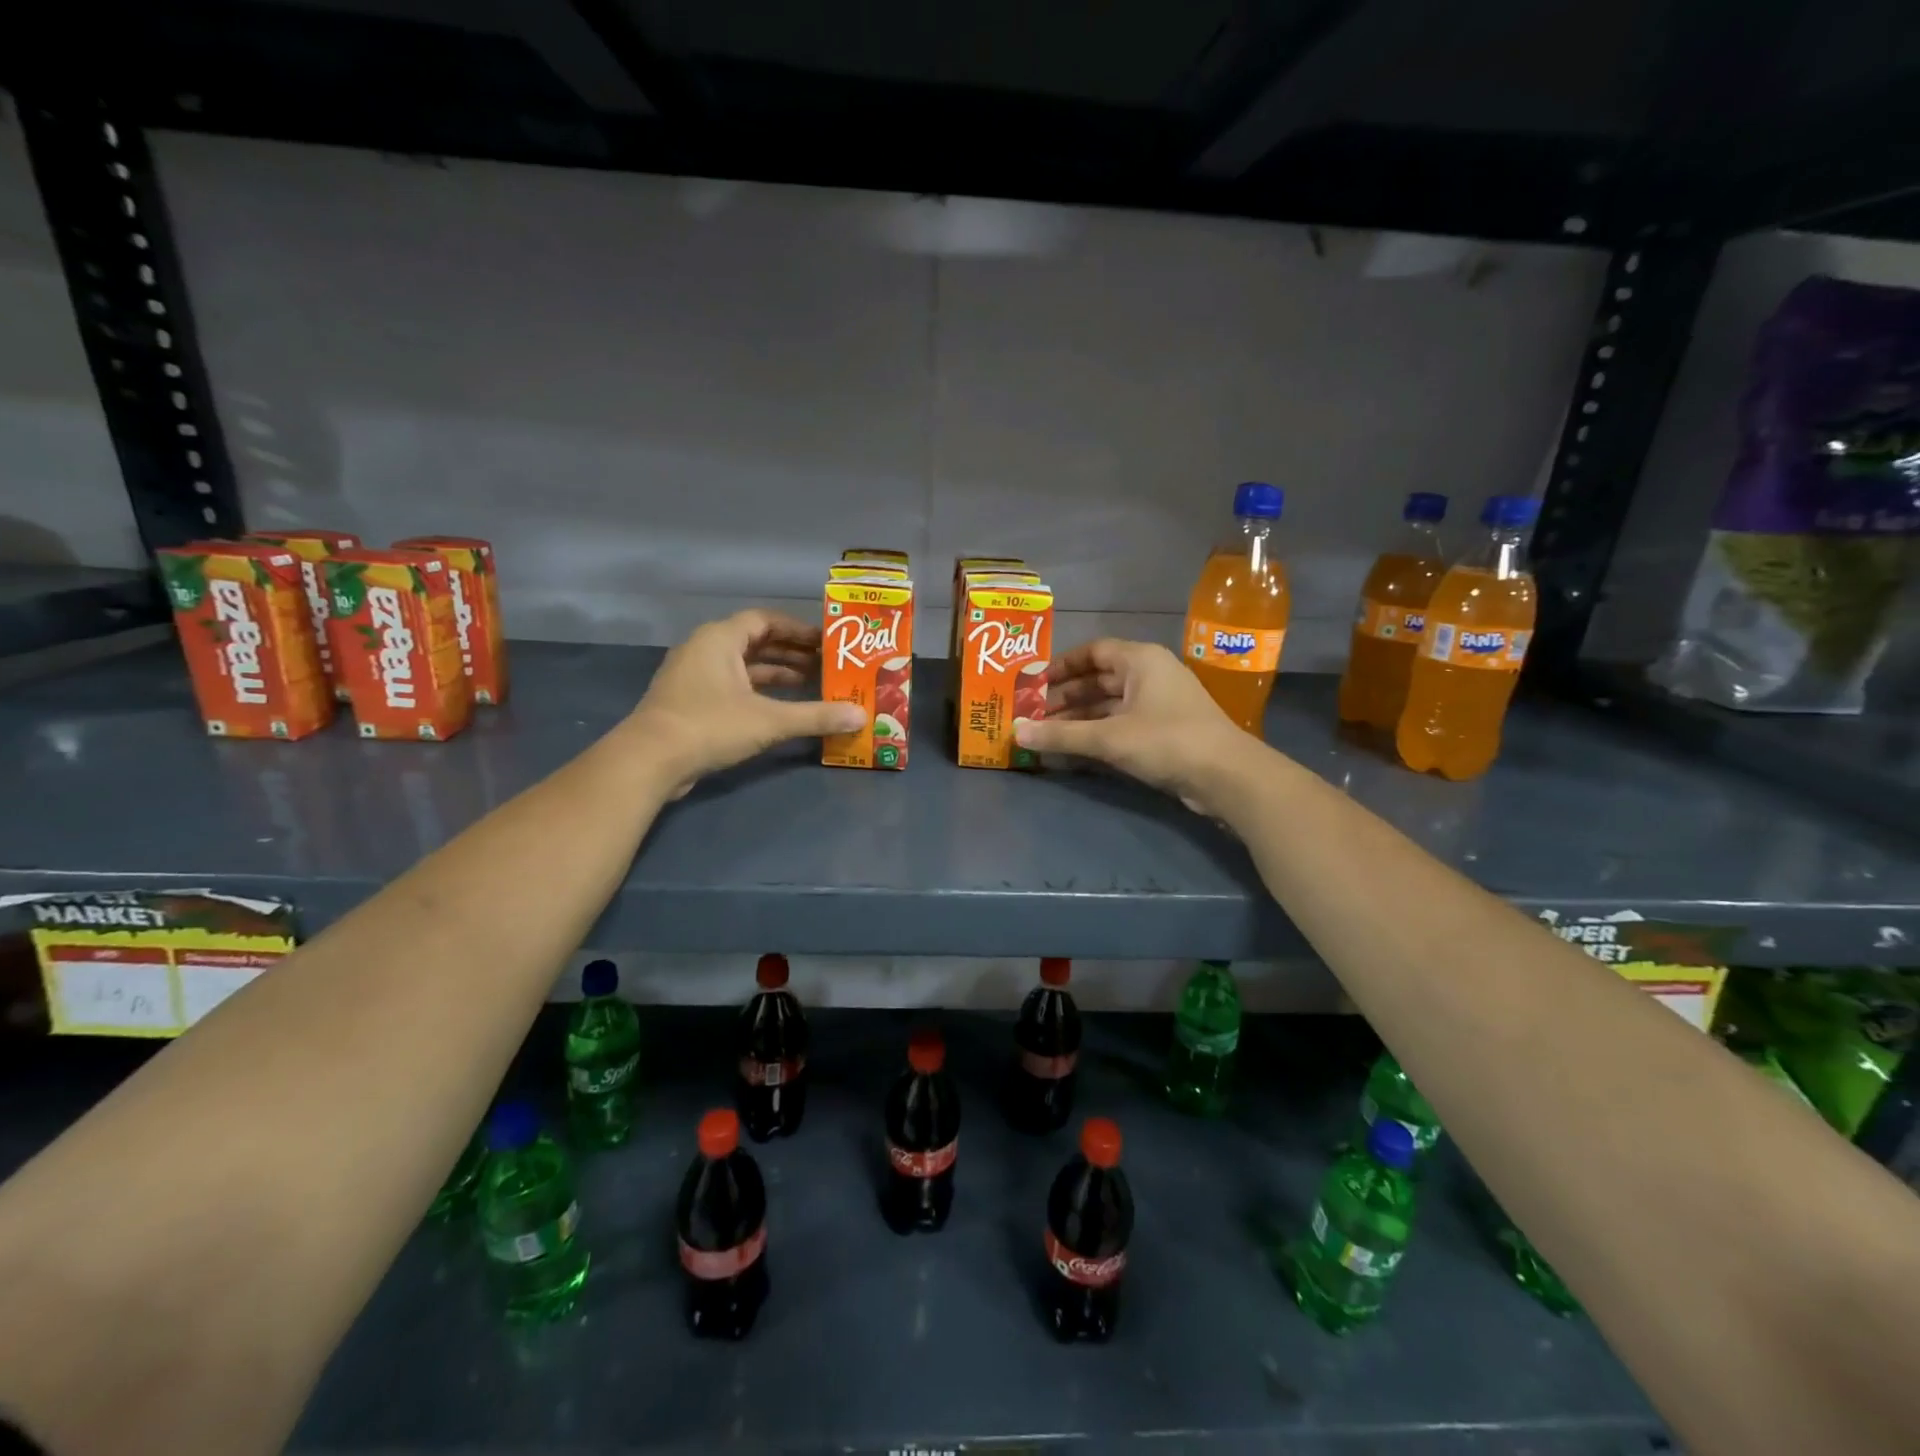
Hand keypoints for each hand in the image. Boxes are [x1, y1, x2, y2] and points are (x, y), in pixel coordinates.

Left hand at [625, 610, 864, 796]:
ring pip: (742, 665)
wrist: (649, 760)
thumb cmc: (710, 725)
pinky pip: (731, 685)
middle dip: (790, 652)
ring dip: (774, 673)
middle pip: (754, 641)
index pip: (764, 620)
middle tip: (824, 663)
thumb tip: (860, 716)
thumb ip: (816, 716)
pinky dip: (756, 691)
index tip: (825, 641)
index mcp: (720, 638)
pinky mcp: (689, 701)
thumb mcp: (769, 720)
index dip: (796, 629)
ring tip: (809, 684)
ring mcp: (693, 676)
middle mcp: (704, 649)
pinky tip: (779, 707)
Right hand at [1012, 639, 1254, 814]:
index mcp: (1140, 660)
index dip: (1060, 666)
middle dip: (1064, 697)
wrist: (1226, 776)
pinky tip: (1073, 750)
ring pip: (1109, 704)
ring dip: (1078, 719)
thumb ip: (1061, 735)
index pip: (1092, 651)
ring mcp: (1158, 703)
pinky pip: (1121, 724)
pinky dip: (1097, 733)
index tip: (1032, 683)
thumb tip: (1016, 733)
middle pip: (1098, 679)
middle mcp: (1149, 674)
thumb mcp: (1109, 737)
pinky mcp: (1164, 730)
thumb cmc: (1166, 741)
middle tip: (1032, 714)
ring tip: (1045, 735)